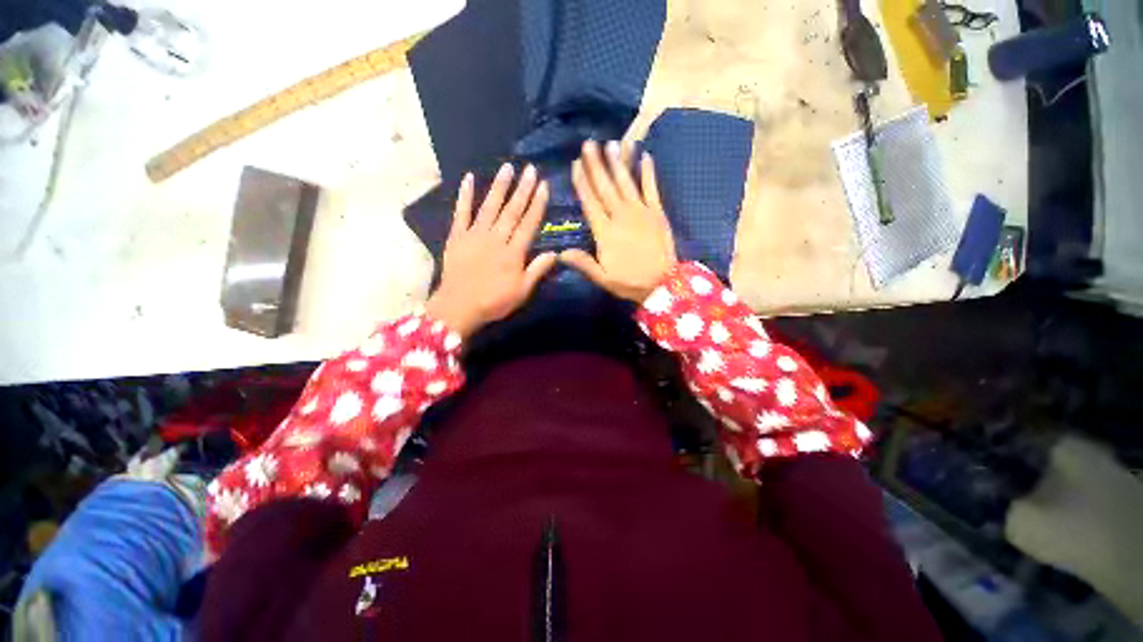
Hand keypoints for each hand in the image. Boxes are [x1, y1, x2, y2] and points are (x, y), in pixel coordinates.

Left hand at [426, 164, 556, 338]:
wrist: (458, 307)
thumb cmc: (494, 302)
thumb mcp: (522, 291)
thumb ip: (537, 270)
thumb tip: (555, 253)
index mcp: (513, 253)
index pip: (528, 224)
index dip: (537, 205)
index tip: (544, 186)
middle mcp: (496, 238)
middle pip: (512, 211)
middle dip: (522, 189)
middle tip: (530, 169)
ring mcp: (475, 235)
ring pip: (490, 207)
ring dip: (499, 186)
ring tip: (508, 167)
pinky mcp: (457, 236)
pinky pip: (461, 212)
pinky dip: (465, 195)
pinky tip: (469, 179)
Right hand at [562, 140, 676, 302]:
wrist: (663, 283)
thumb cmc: (630, 282)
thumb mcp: (603, 278)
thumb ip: (583, 263)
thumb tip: (561, 253)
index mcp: (605, 232)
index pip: (590, 203)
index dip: (582, 183)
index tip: (575, 164)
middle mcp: (621, 216)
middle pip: (605, 187)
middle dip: (596, 165)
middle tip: (589, 143)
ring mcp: (641, 212)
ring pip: (626, 183)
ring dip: (618, 162)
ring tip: (611, 143)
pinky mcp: (657, 212)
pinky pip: (651, 188)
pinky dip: (648, 172)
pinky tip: (645, 156)